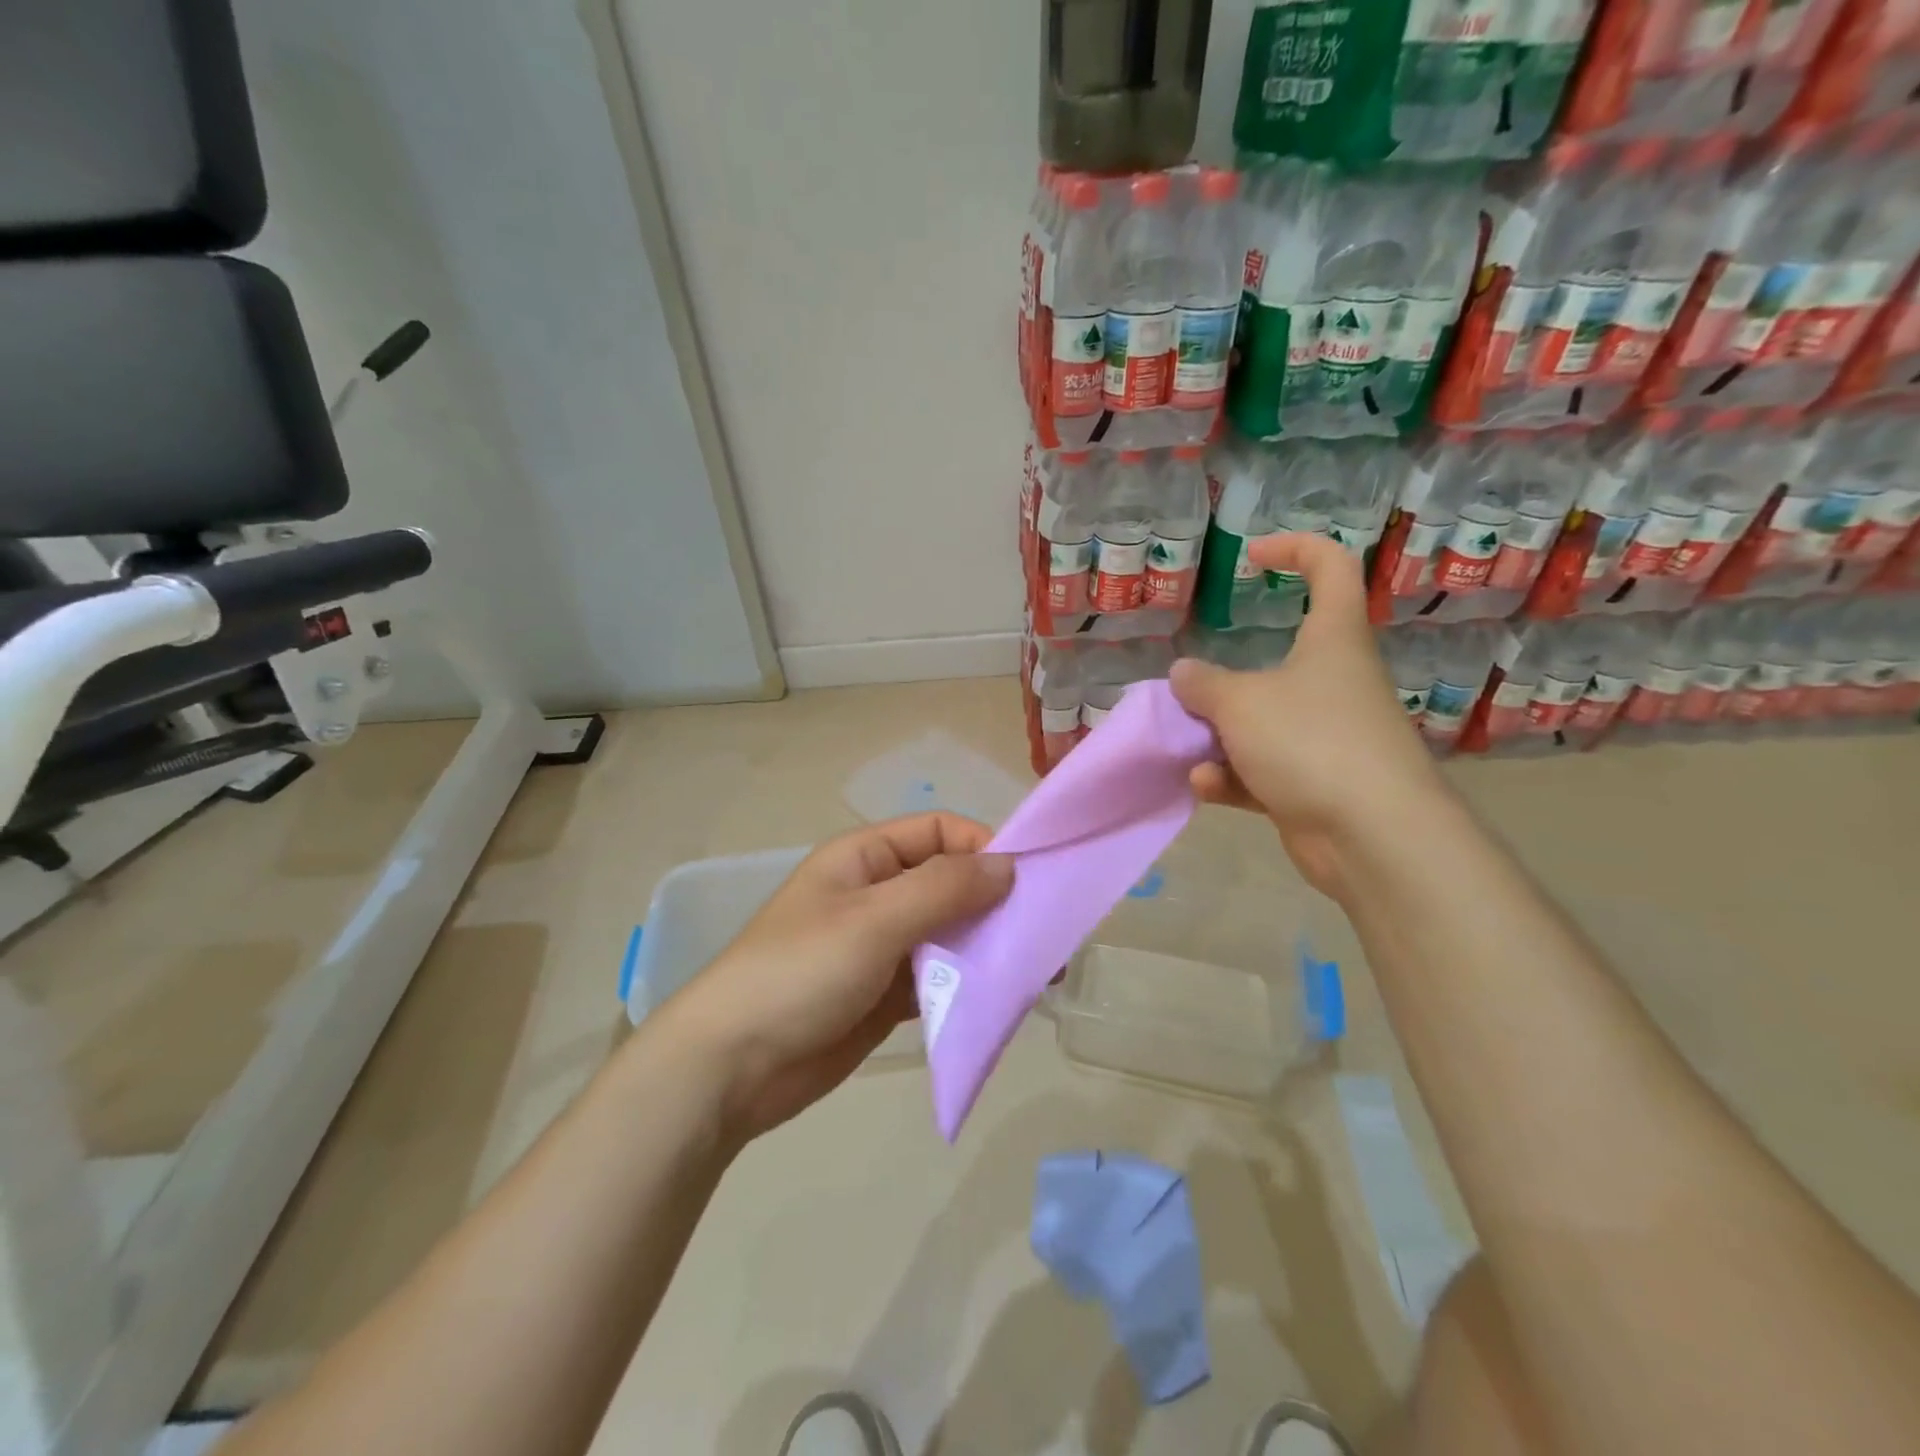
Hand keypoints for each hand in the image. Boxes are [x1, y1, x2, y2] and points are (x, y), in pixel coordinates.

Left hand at [662, 814, 1012, 1142]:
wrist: (731, 1067)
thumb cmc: (800, 972)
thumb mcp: (873, 920)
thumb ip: (943, 889)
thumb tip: (1008, 866)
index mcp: (865, 858)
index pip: (939, 831)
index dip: (983, 846)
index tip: (1027, 881)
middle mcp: (876, 893)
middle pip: (949, 882)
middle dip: (994, 902)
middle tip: (1044, 933)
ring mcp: (881, 946)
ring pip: (948, 932)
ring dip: (987, 945)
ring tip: (1036, 970)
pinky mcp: (885, 994)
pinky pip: (938, 976)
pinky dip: (967, 982)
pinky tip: (1002, 998)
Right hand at [1169, 532, 1450, 900]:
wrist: (1371, 836)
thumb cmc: (1309, 742)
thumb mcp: (1240, 703)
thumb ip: (1203, 685)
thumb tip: (1185, 674)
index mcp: (1332, 640)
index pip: (1331, 568)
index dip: (1295, 549)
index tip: (1251, 557)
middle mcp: (1334, 682)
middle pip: (1279, 661)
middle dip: (1224, 683)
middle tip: (1191, 694)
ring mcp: (1327, 736)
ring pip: (1262, 722)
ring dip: (1219, 737)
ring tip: (1190, 751)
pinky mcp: (1316, 783)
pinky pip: (1263, 770)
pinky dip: (1233, 777)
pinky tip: (1207, 786)